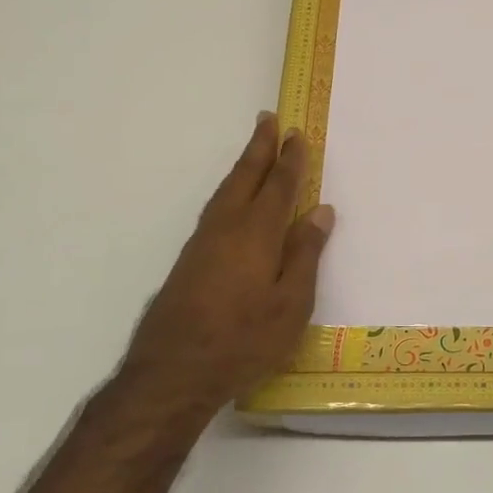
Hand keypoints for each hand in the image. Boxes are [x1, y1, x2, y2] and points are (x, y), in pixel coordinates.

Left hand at [122, 112, 333, 410]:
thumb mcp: (291, 305)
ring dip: (243, 165)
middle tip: (268, 119)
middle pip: (245, 176)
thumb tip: (320, 212)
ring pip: (225, 191)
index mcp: (256, 233)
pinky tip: (233, 199)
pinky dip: (230, 190)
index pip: (279, 186)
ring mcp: (202, 243)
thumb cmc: (243, 341)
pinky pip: (215, 208)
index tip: (296, 133)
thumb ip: (305, 255)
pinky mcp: (189, 260)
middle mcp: (226, 227)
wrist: (172, 373)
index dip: (290, 160)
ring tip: (254, 150)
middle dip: (259, 147)